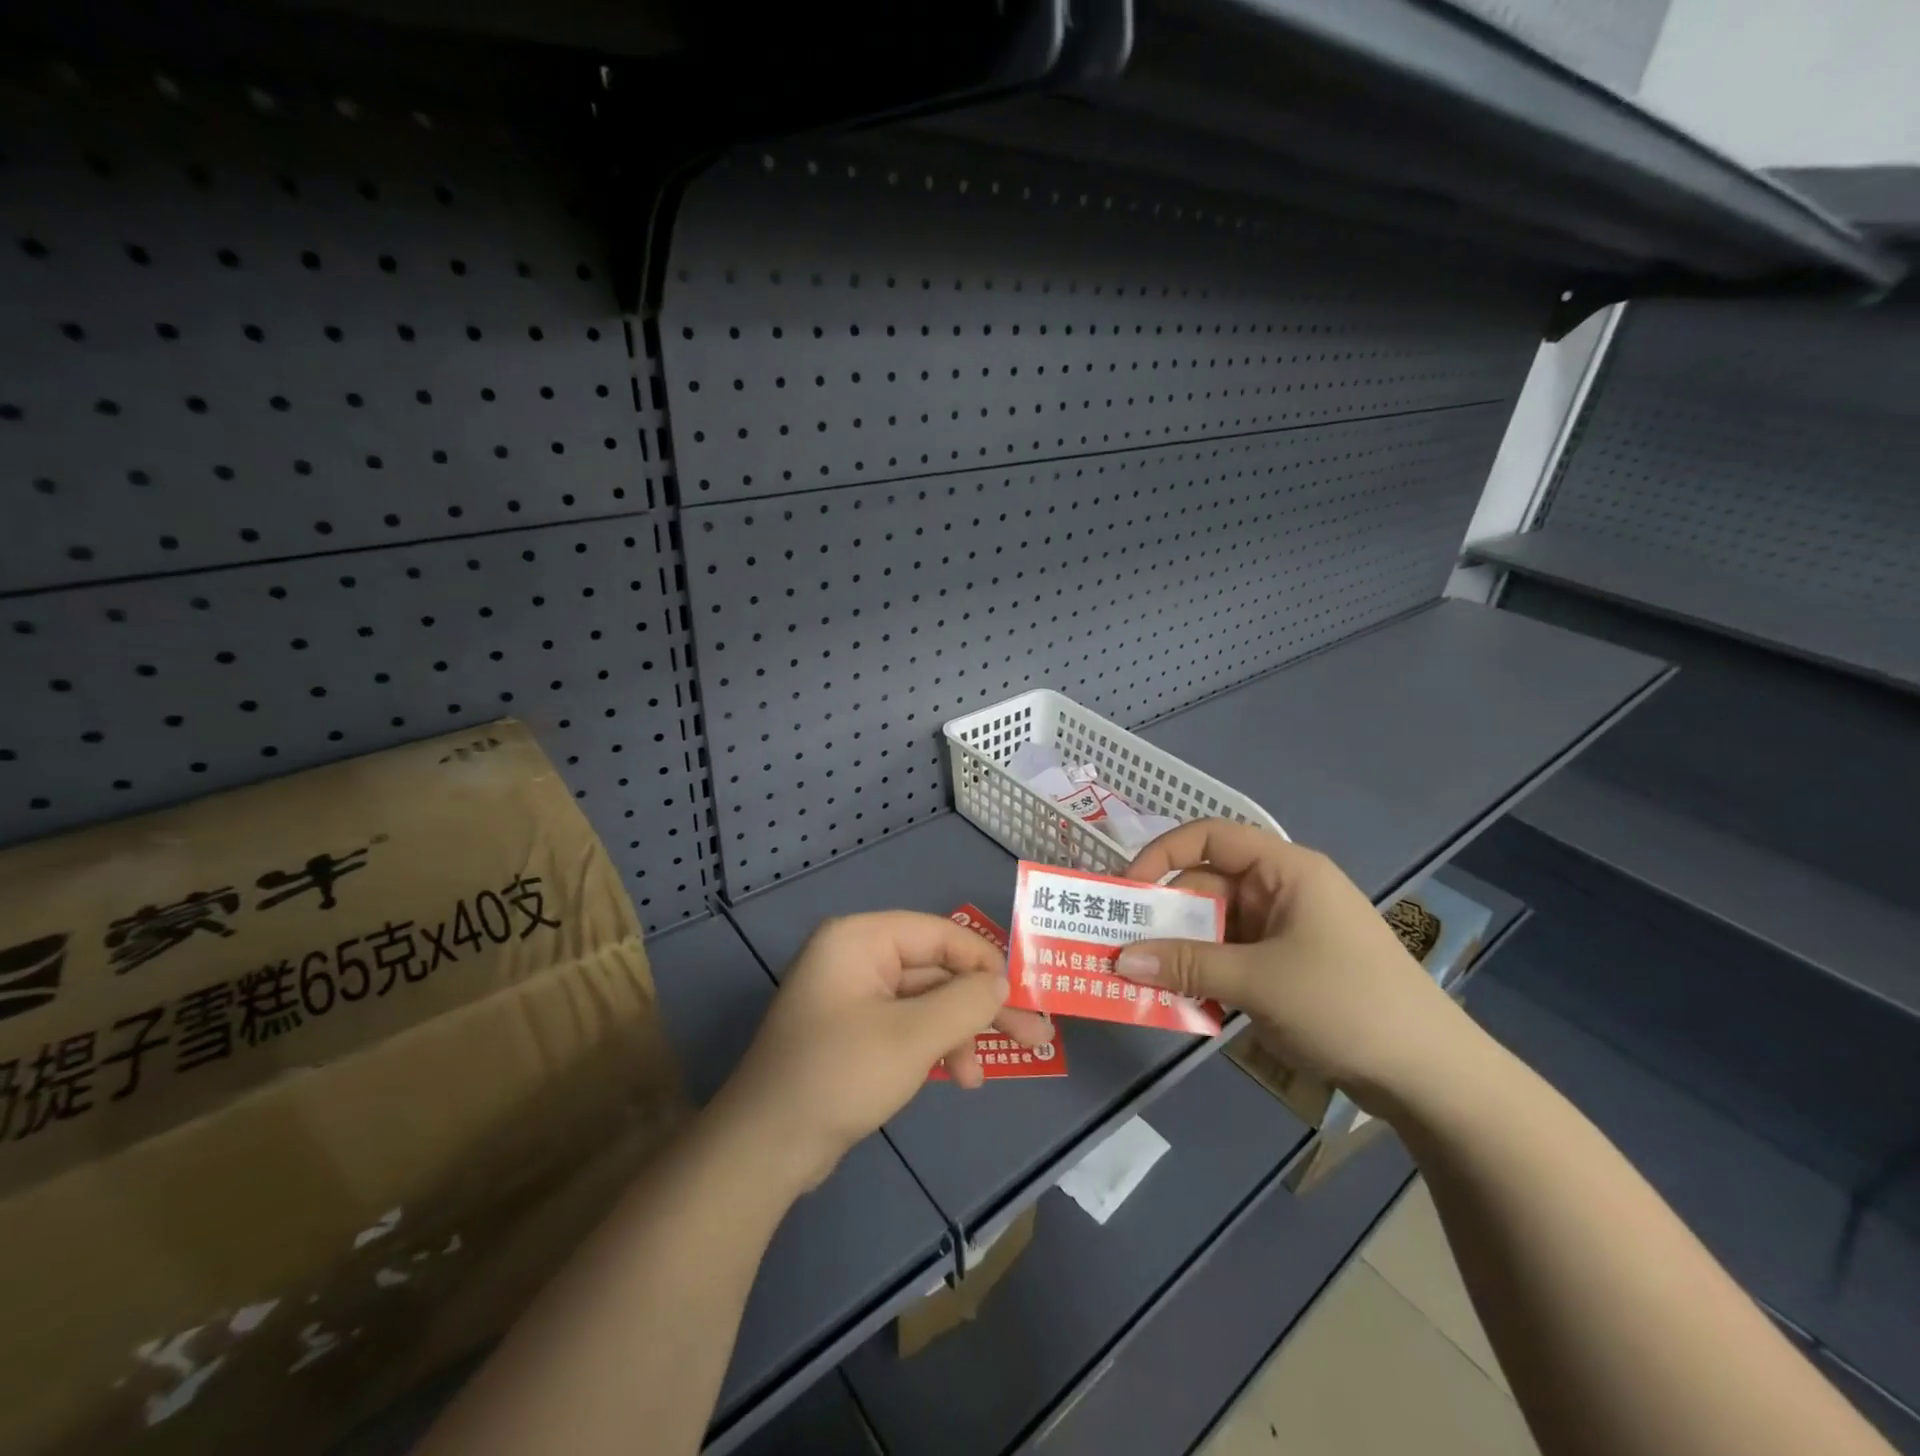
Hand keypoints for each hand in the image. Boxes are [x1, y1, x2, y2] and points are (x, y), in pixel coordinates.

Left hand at [717, 912, 1053, 1190]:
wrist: (766, 1148)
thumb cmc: (840, 1075)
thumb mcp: (912, 1036)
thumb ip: (965, 1002)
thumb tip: (1001, 981)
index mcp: (860, 939)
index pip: (939, 933)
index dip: (985, 960)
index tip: (1024, 993)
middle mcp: (855, 957)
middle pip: (935, 970)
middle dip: (979, 1005)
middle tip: (1033, 1034)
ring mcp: (852, 996)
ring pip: (924, 1002)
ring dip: (957, 1034)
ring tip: (981, 1077)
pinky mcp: (852, 1032)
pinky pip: (906, 1025)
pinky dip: (933, 1047)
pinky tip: (956, 1077)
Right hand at [1115, 820, 1464, 1108]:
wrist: (1433, 1078)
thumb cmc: (1346, 1004)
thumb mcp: (1258, 981)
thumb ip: (1186, 965)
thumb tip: (1120, 959)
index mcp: (1285, 870)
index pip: (1208, 836)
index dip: (1161, 854)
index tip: (1126, 889)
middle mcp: (1282, 890)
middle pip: (1206, 886)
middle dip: (1163, 915)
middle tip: (1119, 945)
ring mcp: (1286, 930)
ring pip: (1215, 927)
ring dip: (1180, 951)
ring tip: (1139, 978)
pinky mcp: (1288, 967)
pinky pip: (1231, 957)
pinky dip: (1204, 974)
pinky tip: (1180, 1001)